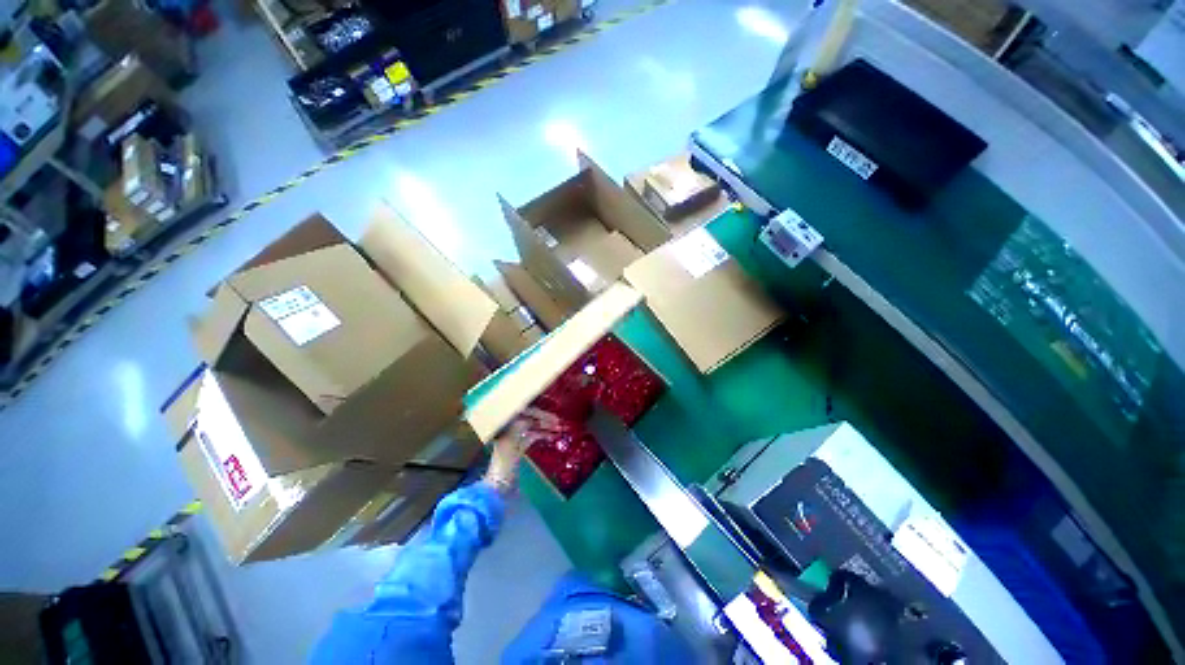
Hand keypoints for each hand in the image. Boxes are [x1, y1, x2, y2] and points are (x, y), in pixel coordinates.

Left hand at [484, 407, 563, 493]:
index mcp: (503, 425)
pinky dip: (541, 435)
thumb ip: (520, 425)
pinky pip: (531, 436)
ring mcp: (513, 437)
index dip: (537, 413)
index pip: (522, 412)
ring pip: (531, 427)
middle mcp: (507, 428)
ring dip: (544, 427)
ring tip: (558, 429)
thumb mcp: (511, 442)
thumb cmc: (503, 464)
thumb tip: (533, 414)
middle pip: (528, 418)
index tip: (551, 416)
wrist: (499, 487)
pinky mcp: (517, 447)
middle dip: (543, 419)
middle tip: (558, 422)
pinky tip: (552, 436)